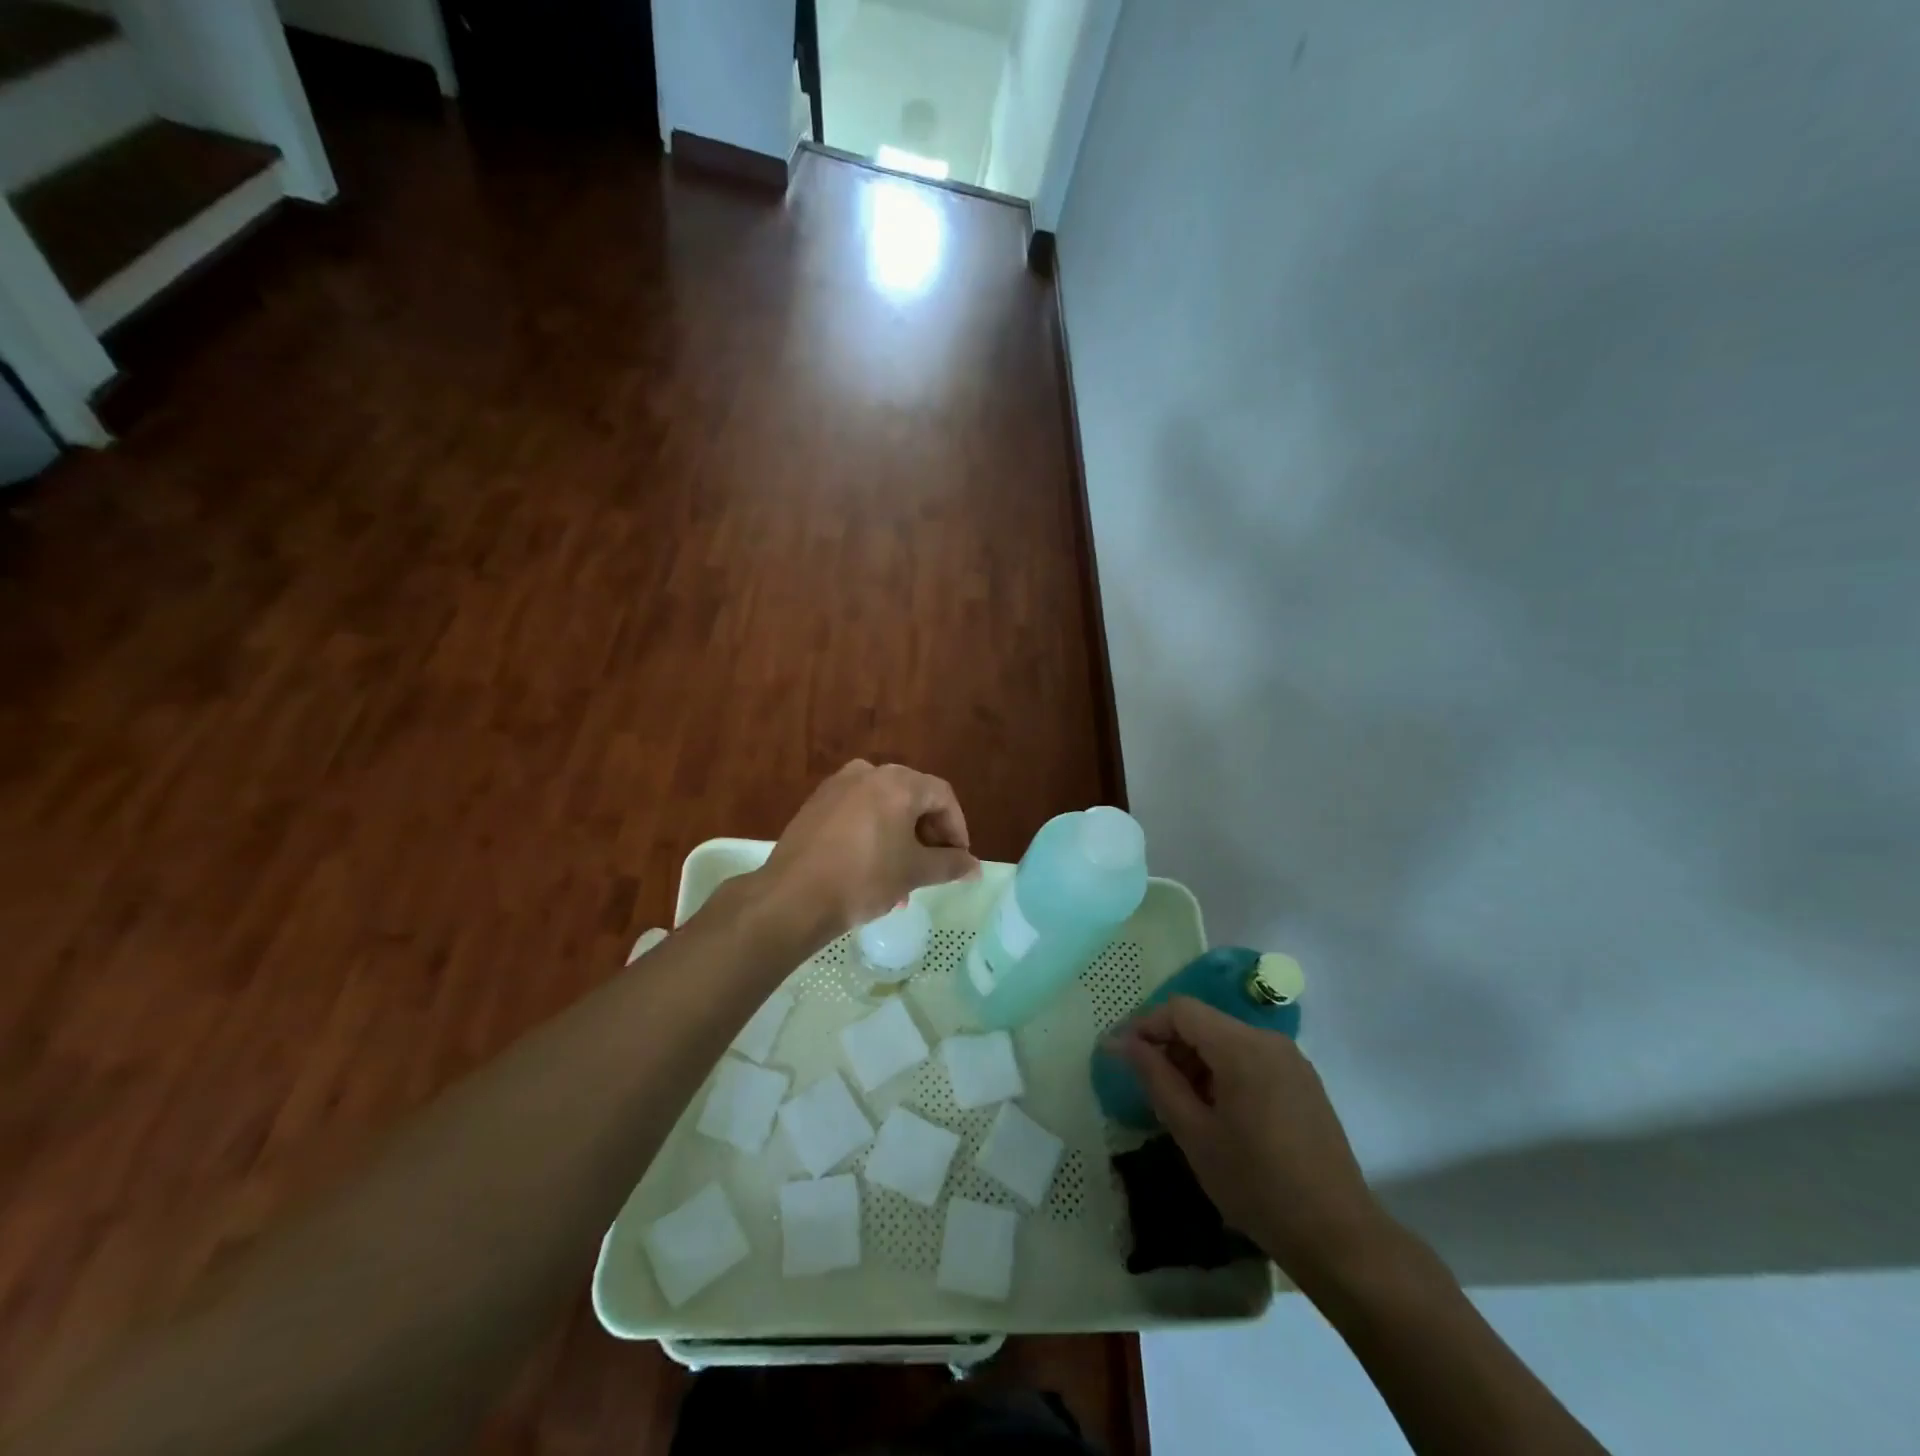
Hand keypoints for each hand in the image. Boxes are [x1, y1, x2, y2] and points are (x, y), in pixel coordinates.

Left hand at [754, 760, 978, 940]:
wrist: (792, 897)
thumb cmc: (864, 879)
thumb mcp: (914, 872)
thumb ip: (950, 864)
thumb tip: (975, 867)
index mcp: (897, 782)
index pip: (942, 796)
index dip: (957, 828)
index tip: (958, 860)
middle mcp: (868, 773)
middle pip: (913, 797)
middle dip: (929, 835)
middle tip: (933, 868)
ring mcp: (837, 786)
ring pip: (884, 807)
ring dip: (902, 839)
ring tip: (903, 880)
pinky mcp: (816, 804)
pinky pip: (858, 813)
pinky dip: (874, 834)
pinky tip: (872, 870)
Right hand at [1112, 996, 1390, 1282]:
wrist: (1339, 1237)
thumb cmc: (1257, 1185)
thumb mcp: (1194, 1133)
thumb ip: (1156, 1079)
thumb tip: (1122, 1043)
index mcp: (1242, 1047)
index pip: (1180, 1010)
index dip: (1146, 1025)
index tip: (1123, 1057)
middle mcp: (1268, 1041)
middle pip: (1204, 1022)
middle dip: (1170, 1046)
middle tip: (1149, 1087)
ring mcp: (1291, 1060)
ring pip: (1226, 1041)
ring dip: (1195, 1061)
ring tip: (1181, 1106)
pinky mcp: (1302, 1082)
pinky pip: (1250, 1059)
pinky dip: (1223, 1073)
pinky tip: (1217, 1115)